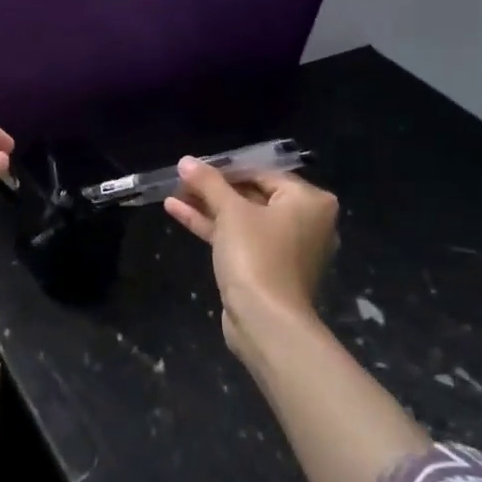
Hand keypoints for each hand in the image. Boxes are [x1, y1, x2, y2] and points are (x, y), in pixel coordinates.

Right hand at [164, 159, 338, 369]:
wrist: (266, 320)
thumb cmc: (257, 255)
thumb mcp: (230, 211)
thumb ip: (208, 182)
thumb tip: (186, 160)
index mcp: (309, 201)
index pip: (262, 173)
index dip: (224, 169)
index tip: (193, 168)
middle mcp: (306, 221)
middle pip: (252, 195)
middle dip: (213, 189)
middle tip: (180, 181)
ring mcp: (287, 247)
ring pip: (242, 218)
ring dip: (207, 207)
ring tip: (172, 194)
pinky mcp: (268, 268)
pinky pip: (240, 238)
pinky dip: (213, 227)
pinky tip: (177, 212)